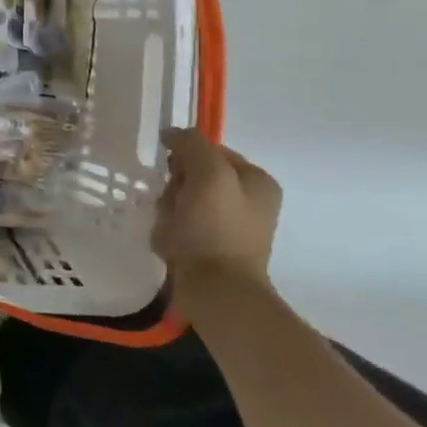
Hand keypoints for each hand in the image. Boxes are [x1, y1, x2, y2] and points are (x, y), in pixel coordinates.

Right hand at [152, 128, 281, 303]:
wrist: (217, 292)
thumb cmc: (215, 229)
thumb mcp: (208, 173)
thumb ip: (192, 144)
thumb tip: (173, 134)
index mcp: (257, 181)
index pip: (209, 151)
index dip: (185, 158)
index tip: (172, 174)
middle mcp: (250, 201)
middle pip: (194, 176)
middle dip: (175, 187)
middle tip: (172, 204)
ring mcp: (232, 228)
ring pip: (183, 201)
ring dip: (168, 210)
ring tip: (169, 228)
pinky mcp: (214, 250)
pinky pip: (182, 227)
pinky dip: (170, 231)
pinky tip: (170, 242)